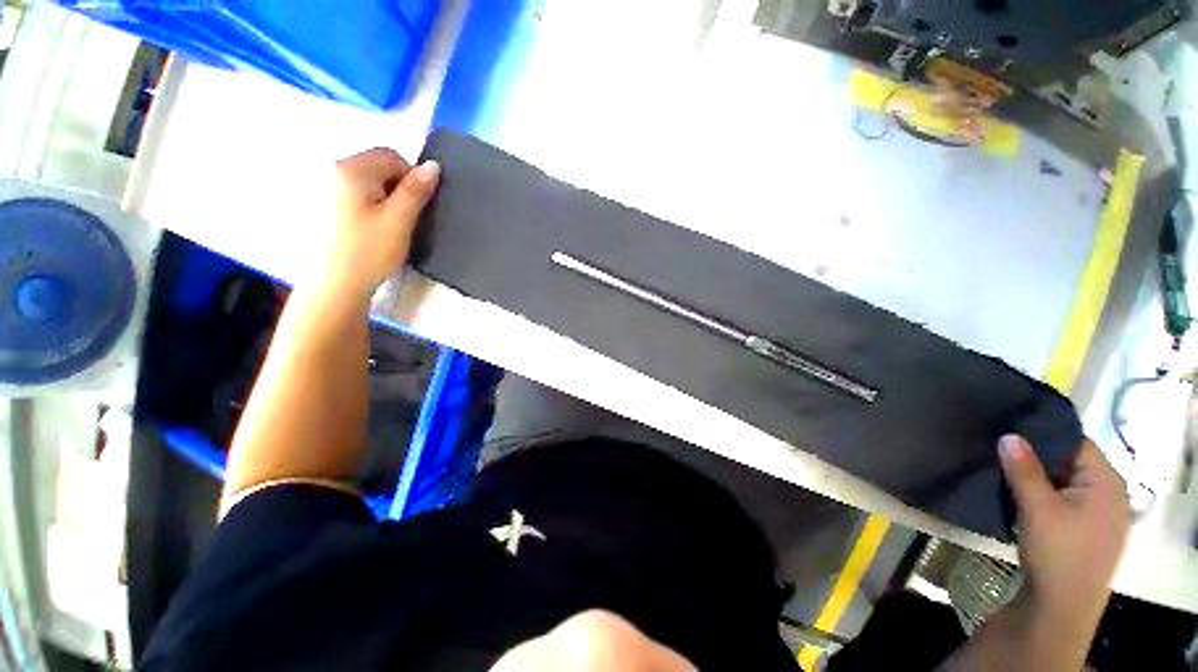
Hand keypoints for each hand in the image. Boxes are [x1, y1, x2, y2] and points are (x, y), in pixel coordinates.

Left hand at [320, 148, 439, 297]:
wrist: (337, 284)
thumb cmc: (370, 251)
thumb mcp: (400, 220)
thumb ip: (416, 191)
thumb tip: (433, 165)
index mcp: (351, 170)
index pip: (391, 157)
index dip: (411, 178)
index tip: (416, 207)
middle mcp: (334, 170)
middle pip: (378, 166)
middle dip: (397, 188)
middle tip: (403, 218)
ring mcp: (325, 186)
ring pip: (369, 181)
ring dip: (386, 197)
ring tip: (388, 225)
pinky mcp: (324, 203)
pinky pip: (357, 193)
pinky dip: (371, 204)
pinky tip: (371, 227)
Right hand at [998, 435, 1130, 619]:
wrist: (1062, 608)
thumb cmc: (1057, 553)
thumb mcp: (1037, 508)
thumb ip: (1024, 469)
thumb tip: (1009, 434)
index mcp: (1107, 482)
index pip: (1075, 442)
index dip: (1043, 433)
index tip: (1009, 429)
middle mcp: (1112, 493)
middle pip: (1072, 461)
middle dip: (1038, 456)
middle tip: (1002, 451)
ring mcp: (1104, 514)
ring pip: (1068, 482)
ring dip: (1041, 477)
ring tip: (1009, 472)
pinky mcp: (1092, 530)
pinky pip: (1069, 499)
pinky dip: (1047, 495)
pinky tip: (1026, 499)